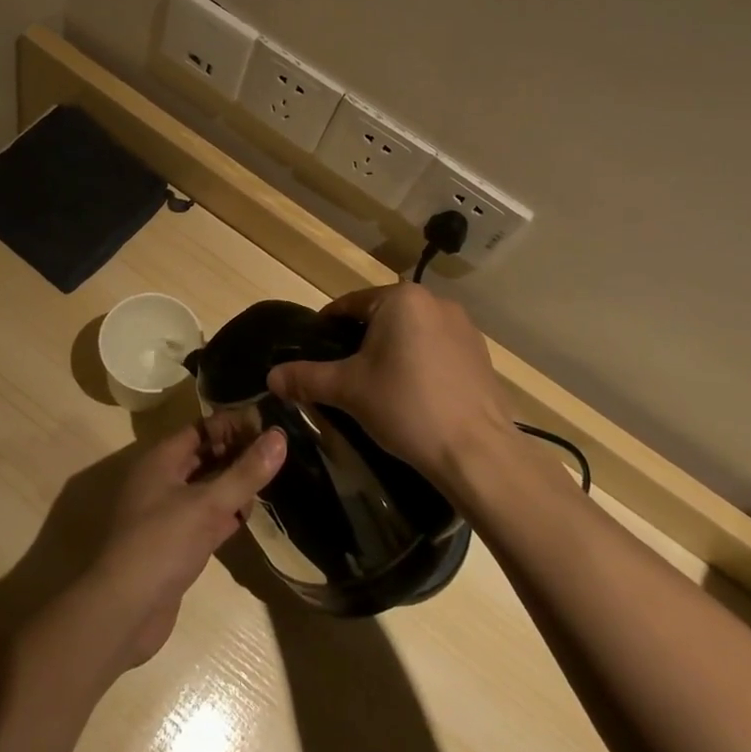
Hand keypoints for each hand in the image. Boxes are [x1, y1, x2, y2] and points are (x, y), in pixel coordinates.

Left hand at [78, 422, 286, 670]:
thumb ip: (245, 472)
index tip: (268, 427)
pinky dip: (226, 514)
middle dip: (236, 453)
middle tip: (276, 454)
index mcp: (162, 460)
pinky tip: (249, 516)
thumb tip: (279, 436)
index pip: (202, 428)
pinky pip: (205, 517)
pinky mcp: (176, 544)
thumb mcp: (208, 504)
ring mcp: (167, 513)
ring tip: (270, 481)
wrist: (123, 613)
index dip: (233, 425)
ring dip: (233, 484)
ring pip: (206, 488)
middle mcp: (162, 480)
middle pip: (205, 456)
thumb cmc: (162, 544)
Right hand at [266, 284, 513, 490]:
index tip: (314, 352)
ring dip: (392, 352)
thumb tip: (270, 376)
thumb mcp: (348, 390)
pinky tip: (414, 396)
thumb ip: (306, 378)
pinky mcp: (480, 355)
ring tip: (378, 388)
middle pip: (382, 317)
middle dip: (360, 342)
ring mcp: (463, 327)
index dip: (327, 328)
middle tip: (343, 375)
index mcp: (401, 298)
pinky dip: (420, 365)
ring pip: (411, 333)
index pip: (350, 304)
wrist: (478, 453)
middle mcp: (435, 302)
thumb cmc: (407, 407)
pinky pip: (437, 350)